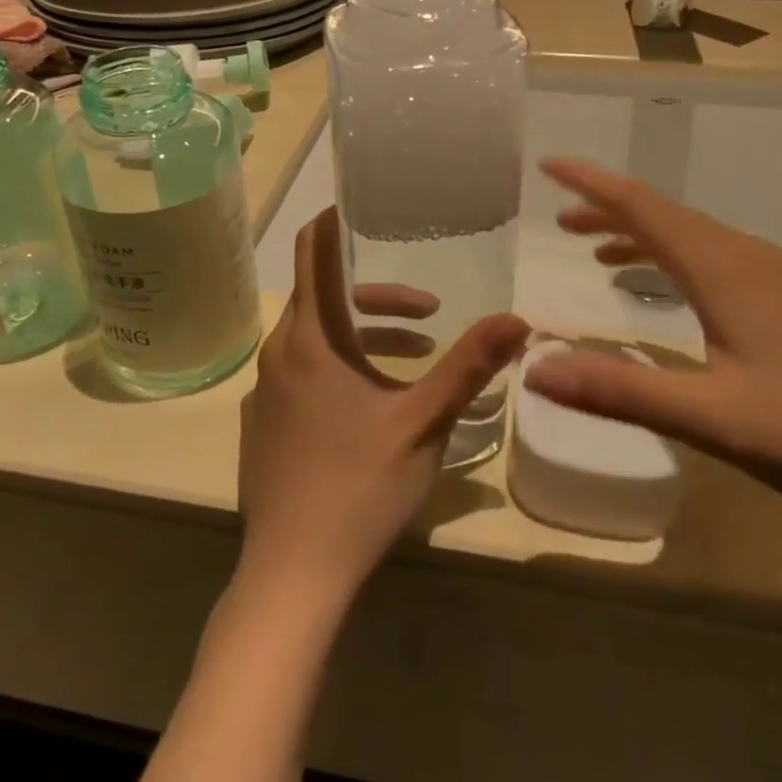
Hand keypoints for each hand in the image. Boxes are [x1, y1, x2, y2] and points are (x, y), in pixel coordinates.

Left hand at [238, 208, 529, 603]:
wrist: (292, 574)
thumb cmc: (359, 487)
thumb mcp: (423, 422)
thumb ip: (469, 367)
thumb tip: (519, 320)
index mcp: (312, 339)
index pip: (312, 251)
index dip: (335, 221)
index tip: (367, 207)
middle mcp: (279, 352)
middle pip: (324, 297)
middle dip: (376, 296)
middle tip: (427, 309)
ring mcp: (264, 390)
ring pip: (316, 338)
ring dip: (363, 336)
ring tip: (416, 355)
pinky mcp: (262, 423)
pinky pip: (301, 372)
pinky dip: (338, 367)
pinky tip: (372, 405)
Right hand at [524, 158, 781, 527]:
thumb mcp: (714, 418)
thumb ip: (620, 389)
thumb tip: (534, 367)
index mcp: (723, 269)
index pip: (642, 207)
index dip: (591, 183)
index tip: (548, 165)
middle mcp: (746, 258)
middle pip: (663, 215)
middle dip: (607, 209)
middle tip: (559, 218)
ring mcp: (775, 278)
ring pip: (690, 237)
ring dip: (639, 235)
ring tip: (595, 249)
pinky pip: (713, 260)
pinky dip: (672, 261)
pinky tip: (666, 291)